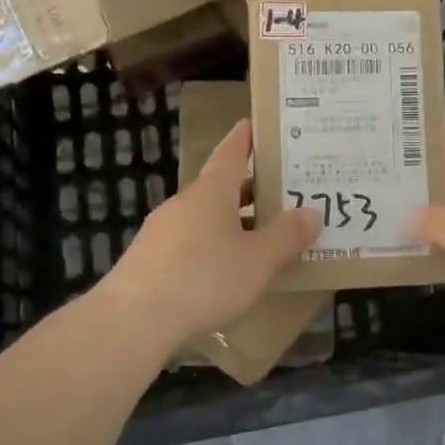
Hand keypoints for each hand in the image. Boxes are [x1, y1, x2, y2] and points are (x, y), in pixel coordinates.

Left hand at [102, 120, 319, 350]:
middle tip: (281, 190)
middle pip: (220, 187)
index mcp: (211, 192)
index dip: (245, 138)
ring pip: (204, 217)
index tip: (255, 124)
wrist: (133, 321)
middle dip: (249, 188)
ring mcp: (161, 232)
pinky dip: (212, 247)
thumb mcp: (258, 260)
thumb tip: (312, 212)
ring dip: (232, 221)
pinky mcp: (149, 261)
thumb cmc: (204, 279)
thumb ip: (287, 236)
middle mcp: (184, 203)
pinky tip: (225, 271)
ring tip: (261, 234)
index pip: (231, 153)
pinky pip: (190, 243)